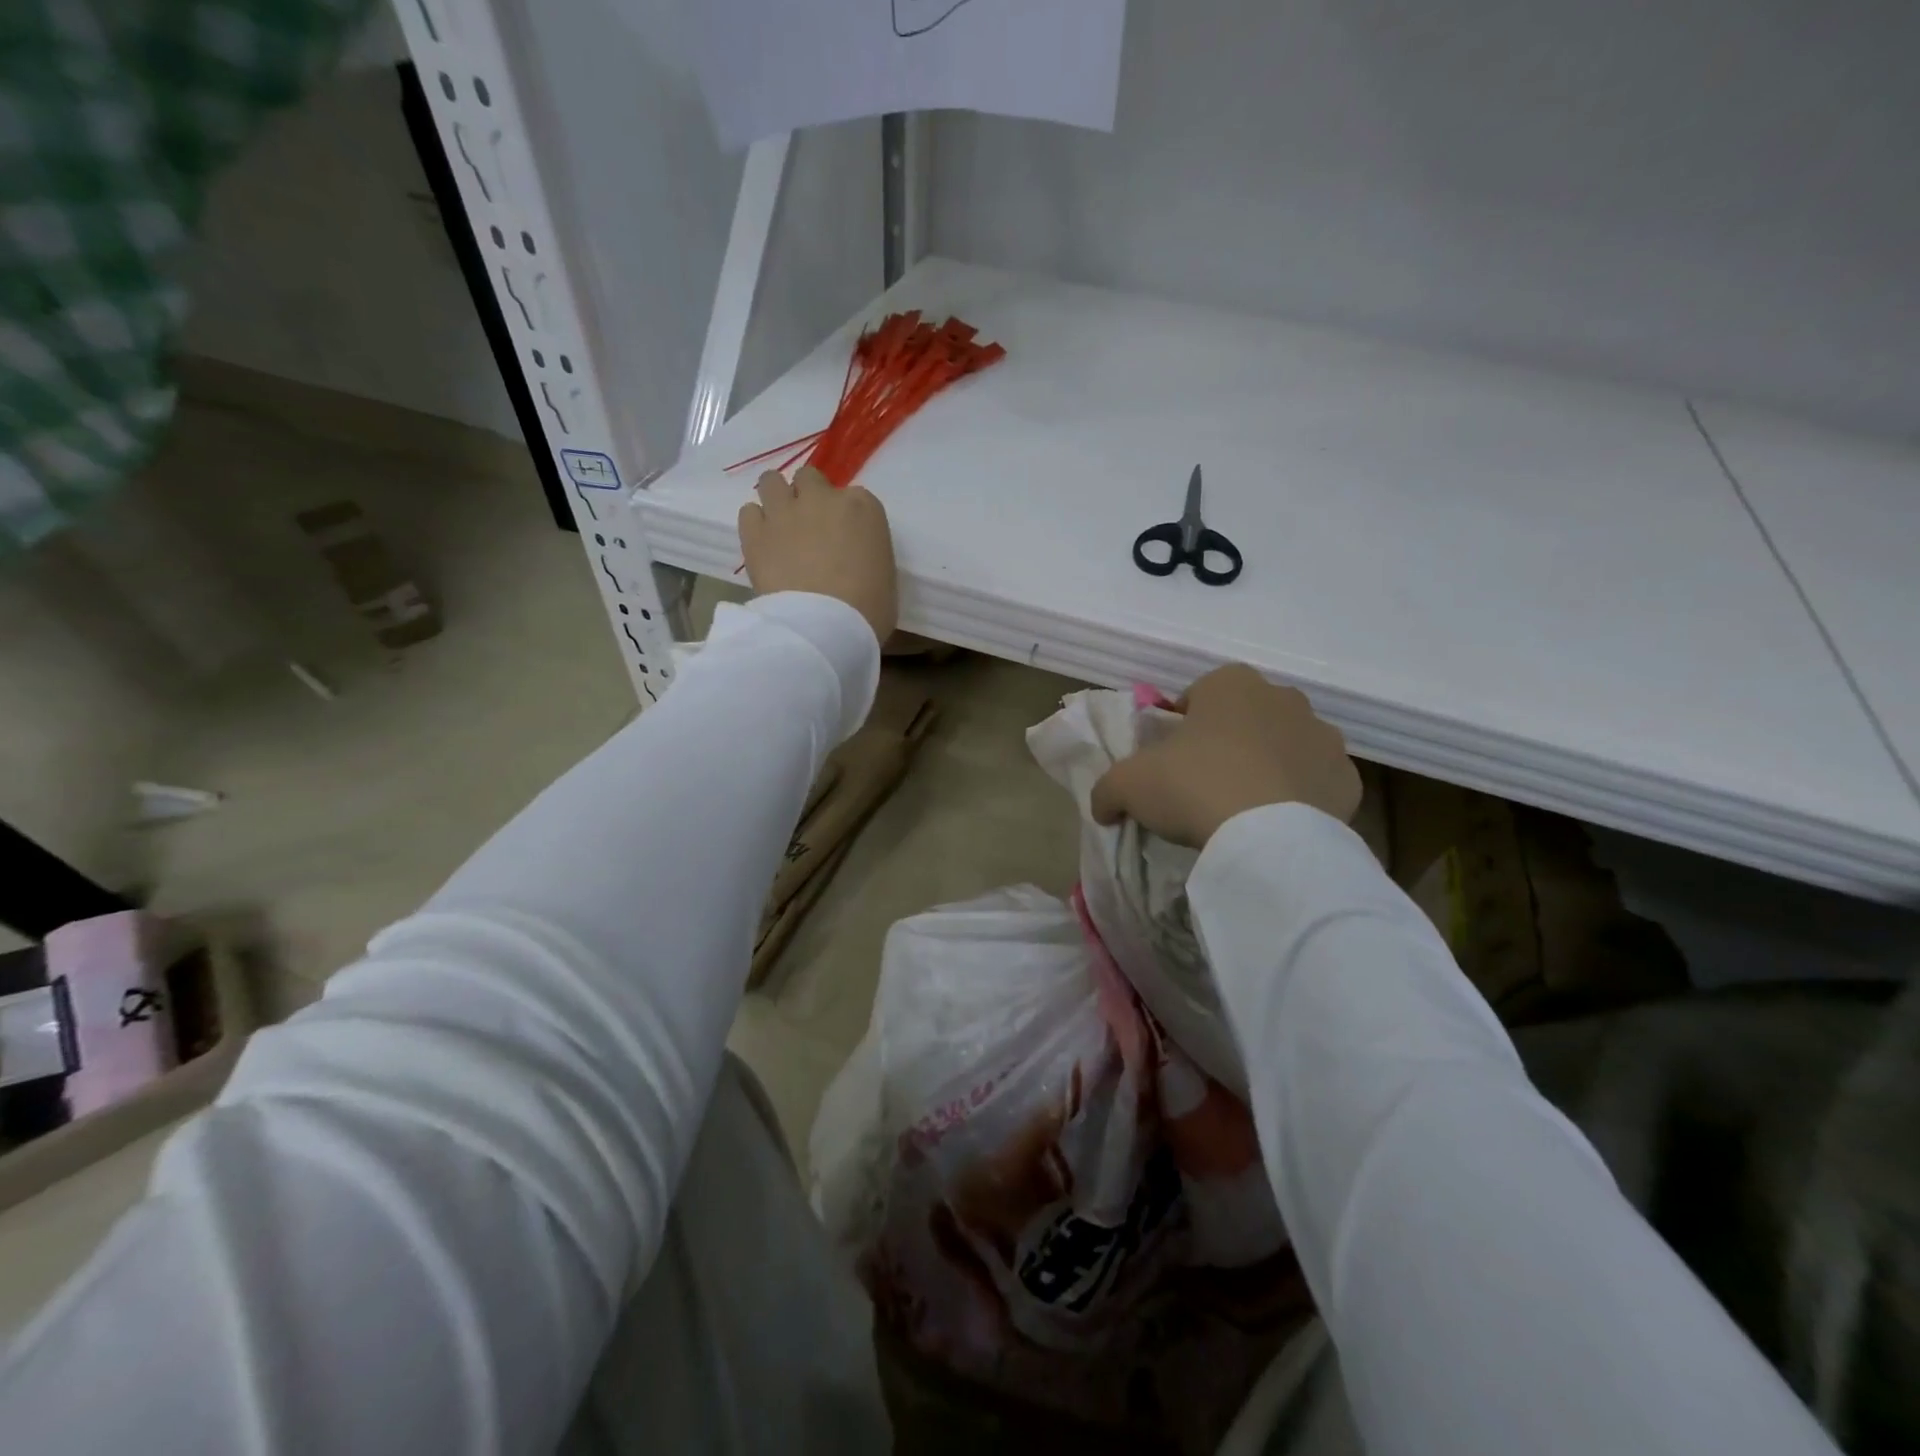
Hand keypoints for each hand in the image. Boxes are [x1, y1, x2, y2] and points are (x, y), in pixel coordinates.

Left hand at [738, 466, 897, 643]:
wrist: (825, 626)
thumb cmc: (868, 609)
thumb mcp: (885, 577)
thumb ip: (868, 555)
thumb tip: (853, 562)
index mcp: (863, 508)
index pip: (854, 497)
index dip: (845, 516)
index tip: (844, 538)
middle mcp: (823, 499)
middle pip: (810, 479)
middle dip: (808, 497)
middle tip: (809, 528)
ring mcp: (785, 512)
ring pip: (772, 482)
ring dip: (776, 499)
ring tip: (779, 527)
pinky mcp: (755, 532)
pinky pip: (749, 512)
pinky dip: (755, 524)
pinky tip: (763, 544)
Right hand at [1090, 664, 1360, 846]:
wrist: (1266, 838)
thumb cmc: (1192, 787)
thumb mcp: (1126, 784)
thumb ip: (1107, 789)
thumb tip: (1103, 806)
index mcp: (1230, 684)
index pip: (1197, 696)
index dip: (1180, 727)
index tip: (1170, 761)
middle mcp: (1283, 698)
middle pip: (1246, 717)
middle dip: (1228, 742)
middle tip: (1204, 783)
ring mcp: (1323, 738)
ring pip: (1286, 747)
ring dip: (1267, 766)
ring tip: (1244, 809)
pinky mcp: (1348, 780)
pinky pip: (1316, 783)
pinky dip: (1300, 797)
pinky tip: (1277, 825)